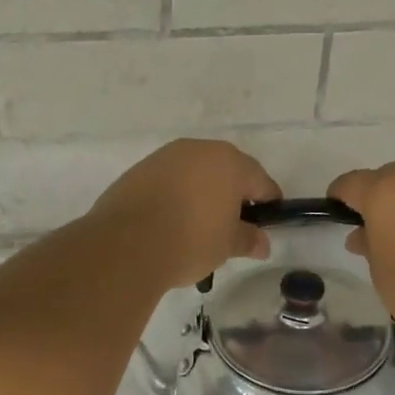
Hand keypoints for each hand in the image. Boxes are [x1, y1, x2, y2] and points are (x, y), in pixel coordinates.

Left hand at [88, 139, 282, 290]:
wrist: (126, 244)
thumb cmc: (190, 240)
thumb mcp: (227, 245)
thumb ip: (248, 239)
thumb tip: (262, 243)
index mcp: (229, 162)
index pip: (260, 181)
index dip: (268, 203)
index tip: (268, 223)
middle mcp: (198, 149)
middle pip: (227, 170)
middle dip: (233, 194)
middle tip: (234, 224)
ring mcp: (166, 156)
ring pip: (195, 172)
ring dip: (202, 192)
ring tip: (200, 224)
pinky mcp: (139, 169)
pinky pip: (169, 179)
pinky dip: (176, 194)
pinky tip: (172, 219)